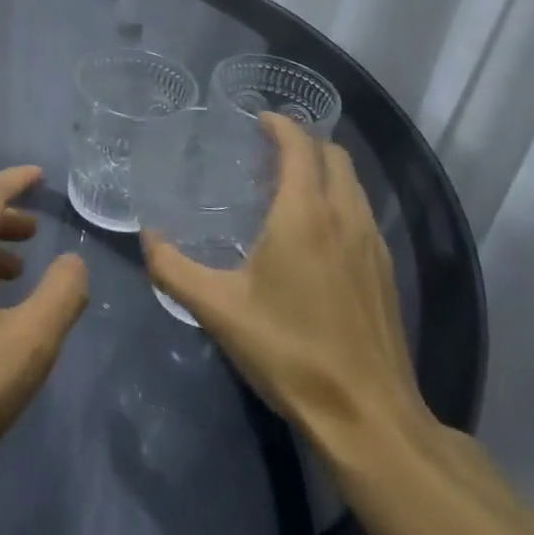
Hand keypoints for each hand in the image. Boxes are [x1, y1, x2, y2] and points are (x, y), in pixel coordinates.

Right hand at [141, 114, 426, 457]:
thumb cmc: (288, 351)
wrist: (367, 416)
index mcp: (305, 215)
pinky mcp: (386, 273)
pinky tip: (315, 233)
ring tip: (287, 184)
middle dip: (304, 142)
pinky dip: (338, 200)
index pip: (299, 146)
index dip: (280, 125)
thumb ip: (173, 268)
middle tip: (267, 149)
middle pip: (334, 156)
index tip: (258, 118)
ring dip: (324, 170)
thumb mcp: (217, 309)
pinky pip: (361, 213)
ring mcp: (373, 246)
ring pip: (353, 185)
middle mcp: (345, 218)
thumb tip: (147, 238)